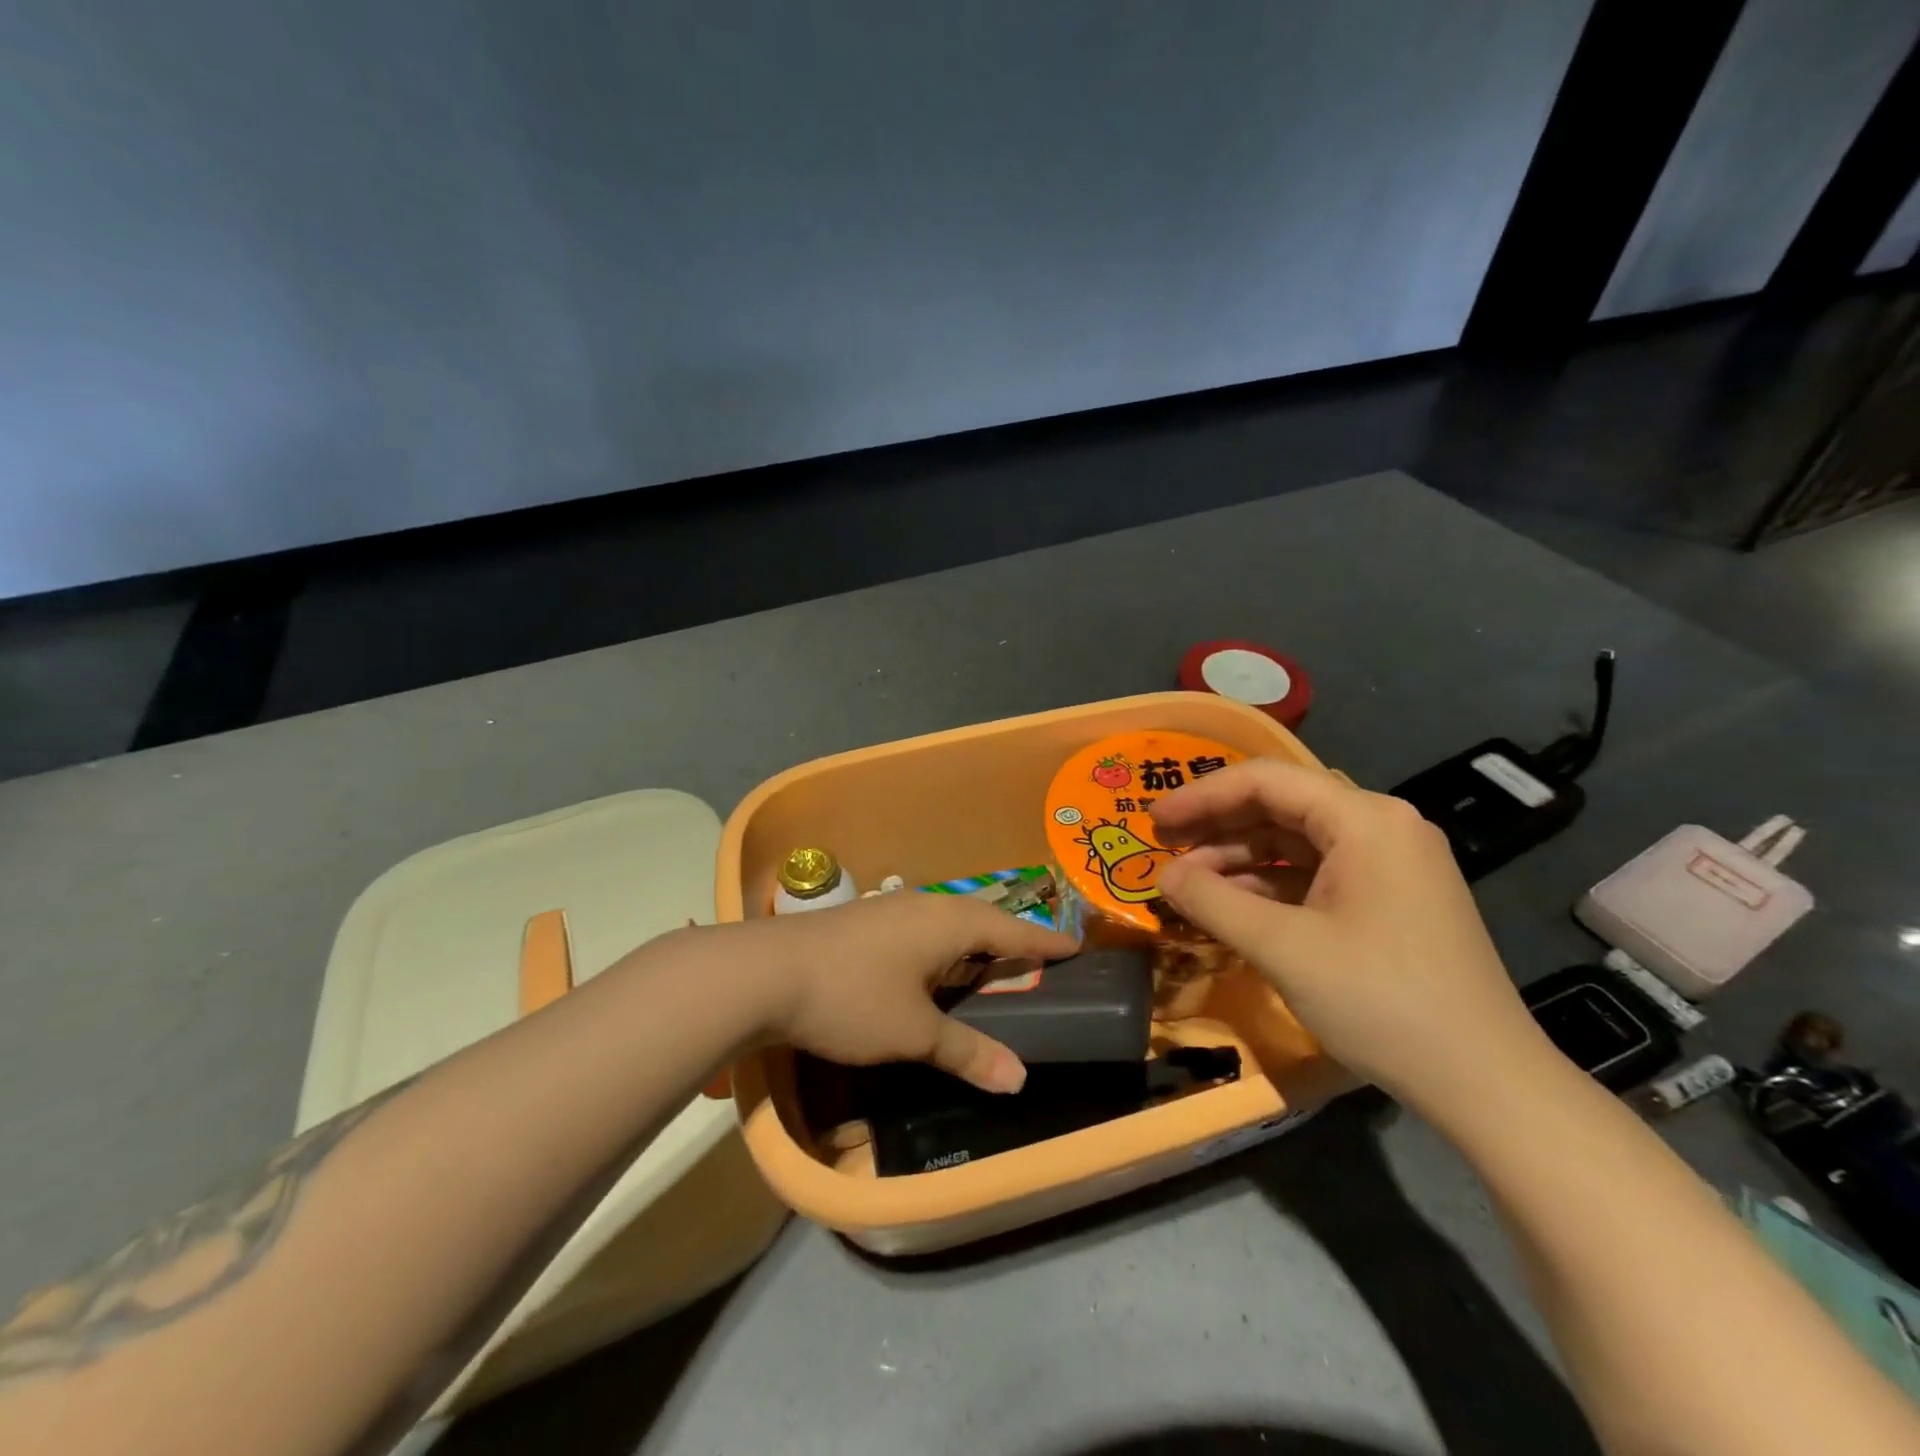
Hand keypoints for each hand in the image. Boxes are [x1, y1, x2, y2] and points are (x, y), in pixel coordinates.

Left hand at [730, 891, 1076, 1093]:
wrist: (765, 973)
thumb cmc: (852, 998)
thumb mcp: (914, 1033)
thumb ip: (967, 1051)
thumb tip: (1019, 1079)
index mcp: (950, 923)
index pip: (1013, 931)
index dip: (1045, 943)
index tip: (1075, 948)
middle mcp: (926, 906)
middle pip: (982, 920)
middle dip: (1010, 942)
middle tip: (1035, 964)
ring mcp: (892, 909)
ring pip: (949, 923)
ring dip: (973, 944)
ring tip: (989, 968)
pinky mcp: (866, 921)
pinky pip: (923, 930)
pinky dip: (943, 949)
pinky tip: (931, 970)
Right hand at [1151, 759, 1545, 1109]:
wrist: (1487, 1084)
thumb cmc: (1381, 1000)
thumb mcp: (1282, 947)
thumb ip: (1212, 901)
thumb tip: (1164, 875)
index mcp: (1365, 819)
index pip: (1264, 781)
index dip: (1200, 796)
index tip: (1152, 822)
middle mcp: (1382, 826)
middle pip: (1281, 806)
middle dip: (1217, 826)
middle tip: (1164, 849)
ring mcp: (1391, 864)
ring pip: (1296, 842)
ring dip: (1239, 859)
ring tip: (1188, 885)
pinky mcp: (1391, 899)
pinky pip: (1316, 874)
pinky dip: (1269, 886)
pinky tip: (1233, 908)